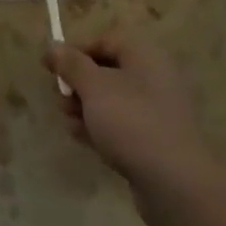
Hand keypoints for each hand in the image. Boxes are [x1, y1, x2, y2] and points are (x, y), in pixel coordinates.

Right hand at [43, 33, 224, 225]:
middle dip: (77, 82)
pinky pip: (120, 124)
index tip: (50, 67)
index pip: (104, 40)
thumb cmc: (132, 122)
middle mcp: (154, 78)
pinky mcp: (154, 140)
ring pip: (111, 100)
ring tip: (68, 120)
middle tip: (59, 96)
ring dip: (84, 106)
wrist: (176, 185)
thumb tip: (52, 46)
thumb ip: (71, 64)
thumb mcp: (93, 87)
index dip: (75, 50)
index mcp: (145, 56)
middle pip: (106, 70)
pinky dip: (99, 127)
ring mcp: (156, 111)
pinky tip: (80, 137)